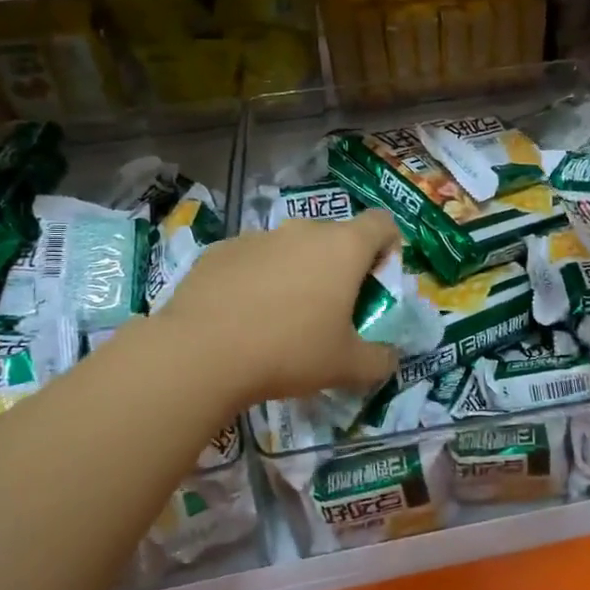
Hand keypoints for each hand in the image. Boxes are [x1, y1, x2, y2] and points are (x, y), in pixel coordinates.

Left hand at [152, 211, 401, 409]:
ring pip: (292, 247)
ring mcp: (258, 236)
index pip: (382, 223)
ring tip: (282, 317)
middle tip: (332, 309)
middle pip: (336, 236)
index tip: (377, 281)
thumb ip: (379, 360)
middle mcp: (303, 230)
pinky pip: (253, 259)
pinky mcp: (220, 250)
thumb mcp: (347, 367)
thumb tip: (389, 358)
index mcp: (343, 247)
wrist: (200, 353)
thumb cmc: (289, 352)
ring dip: (298, 272)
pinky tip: (243, 317)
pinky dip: (258, 280)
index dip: (389, 246)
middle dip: (340, 266)